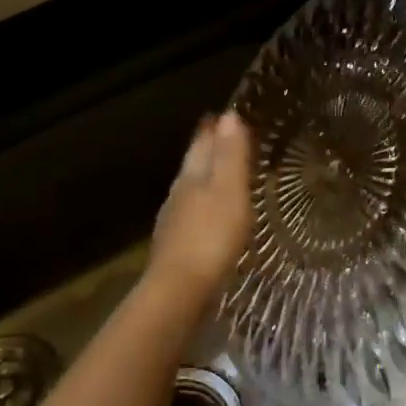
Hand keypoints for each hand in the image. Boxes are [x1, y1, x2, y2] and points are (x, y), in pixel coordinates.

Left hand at [147, 112, 251, 304]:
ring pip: (192, 191)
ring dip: (207, 180)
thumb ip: (230, 154)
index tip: (223, 114)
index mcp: (191, 176)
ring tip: (225, 177)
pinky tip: (214, 219)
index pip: (201, 143)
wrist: (180, 291)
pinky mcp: (179, 248)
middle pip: (194, 165)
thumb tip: (228, 115)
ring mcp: (175, 222)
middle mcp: (178, 194)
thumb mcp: (229, 190)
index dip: (213, 128)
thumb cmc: (211, 236)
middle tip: (225, 138)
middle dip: (208, 150)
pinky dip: (207, 209)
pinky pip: (195, 217)